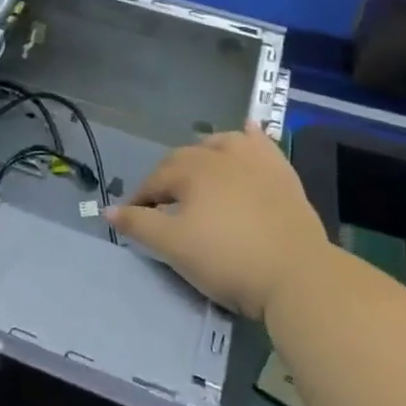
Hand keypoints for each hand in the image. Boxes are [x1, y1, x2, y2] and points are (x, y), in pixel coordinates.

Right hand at [107, 122, 330, 319]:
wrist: (297, 274)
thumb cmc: (227, 258)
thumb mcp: (173, 246)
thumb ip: (138, 224)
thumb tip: (107, 209)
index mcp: (192, 169)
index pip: (155, 180)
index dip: (140, 199)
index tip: (135, 219)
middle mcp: (222, 154)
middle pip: (185, 159)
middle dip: (169, 178)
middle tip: (164, 206)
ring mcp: (257, 161)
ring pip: (223, 143)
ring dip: (205, 152)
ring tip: (199, 168)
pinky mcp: (284, 174)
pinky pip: (263, 145)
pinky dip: (251, 137)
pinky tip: (248, 131)